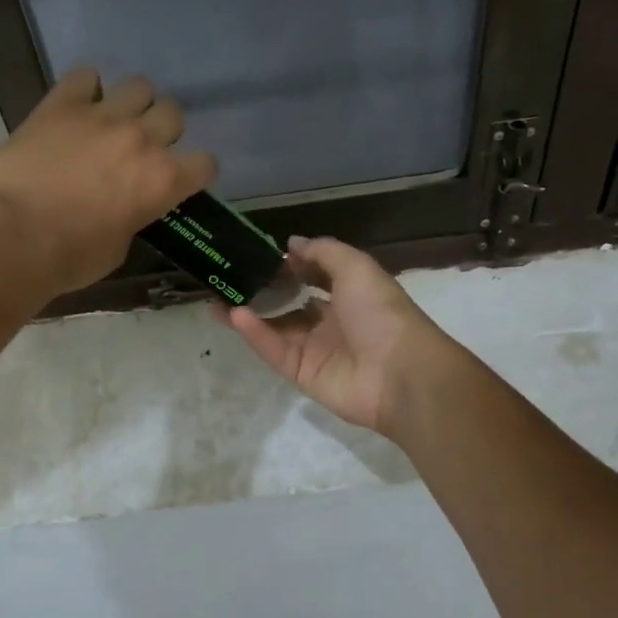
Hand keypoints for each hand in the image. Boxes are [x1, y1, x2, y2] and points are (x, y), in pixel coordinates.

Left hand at [0, 67, 216, 295]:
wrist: (14, 238)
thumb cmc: (71, 258)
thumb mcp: (120, 247)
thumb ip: (134, 216)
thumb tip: (127, 206)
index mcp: (163, 181)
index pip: (205, 163)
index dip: (195, 172)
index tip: (181, 179)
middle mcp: (142, 140)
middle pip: (173, 114)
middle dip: (162, 130)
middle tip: (140, 148)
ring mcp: (102, 116)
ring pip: (139, 86)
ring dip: (131, 104)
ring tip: (112, 121)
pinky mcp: (62, 105)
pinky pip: (85, 76)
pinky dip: (86, 88)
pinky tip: (77, 106)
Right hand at [220, 236, 454, 436]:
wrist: (400, 373)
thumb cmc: (381, 312)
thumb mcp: (356, 267)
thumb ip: (322, 252)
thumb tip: (291, 243)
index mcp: (350, 295)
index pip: (315, 276)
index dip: (291, 265)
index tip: (261, 254)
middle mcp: (332, 321)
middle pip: (290, 304)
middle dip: (263, 291)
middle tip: (229, 277)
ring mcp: (316, 349)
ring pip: (276, 328)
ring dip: (249, 313)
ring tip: (217, 296)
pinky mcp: (302, 374)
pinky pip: (274, 351)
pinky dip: (255, 333)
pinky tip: (233, 314)